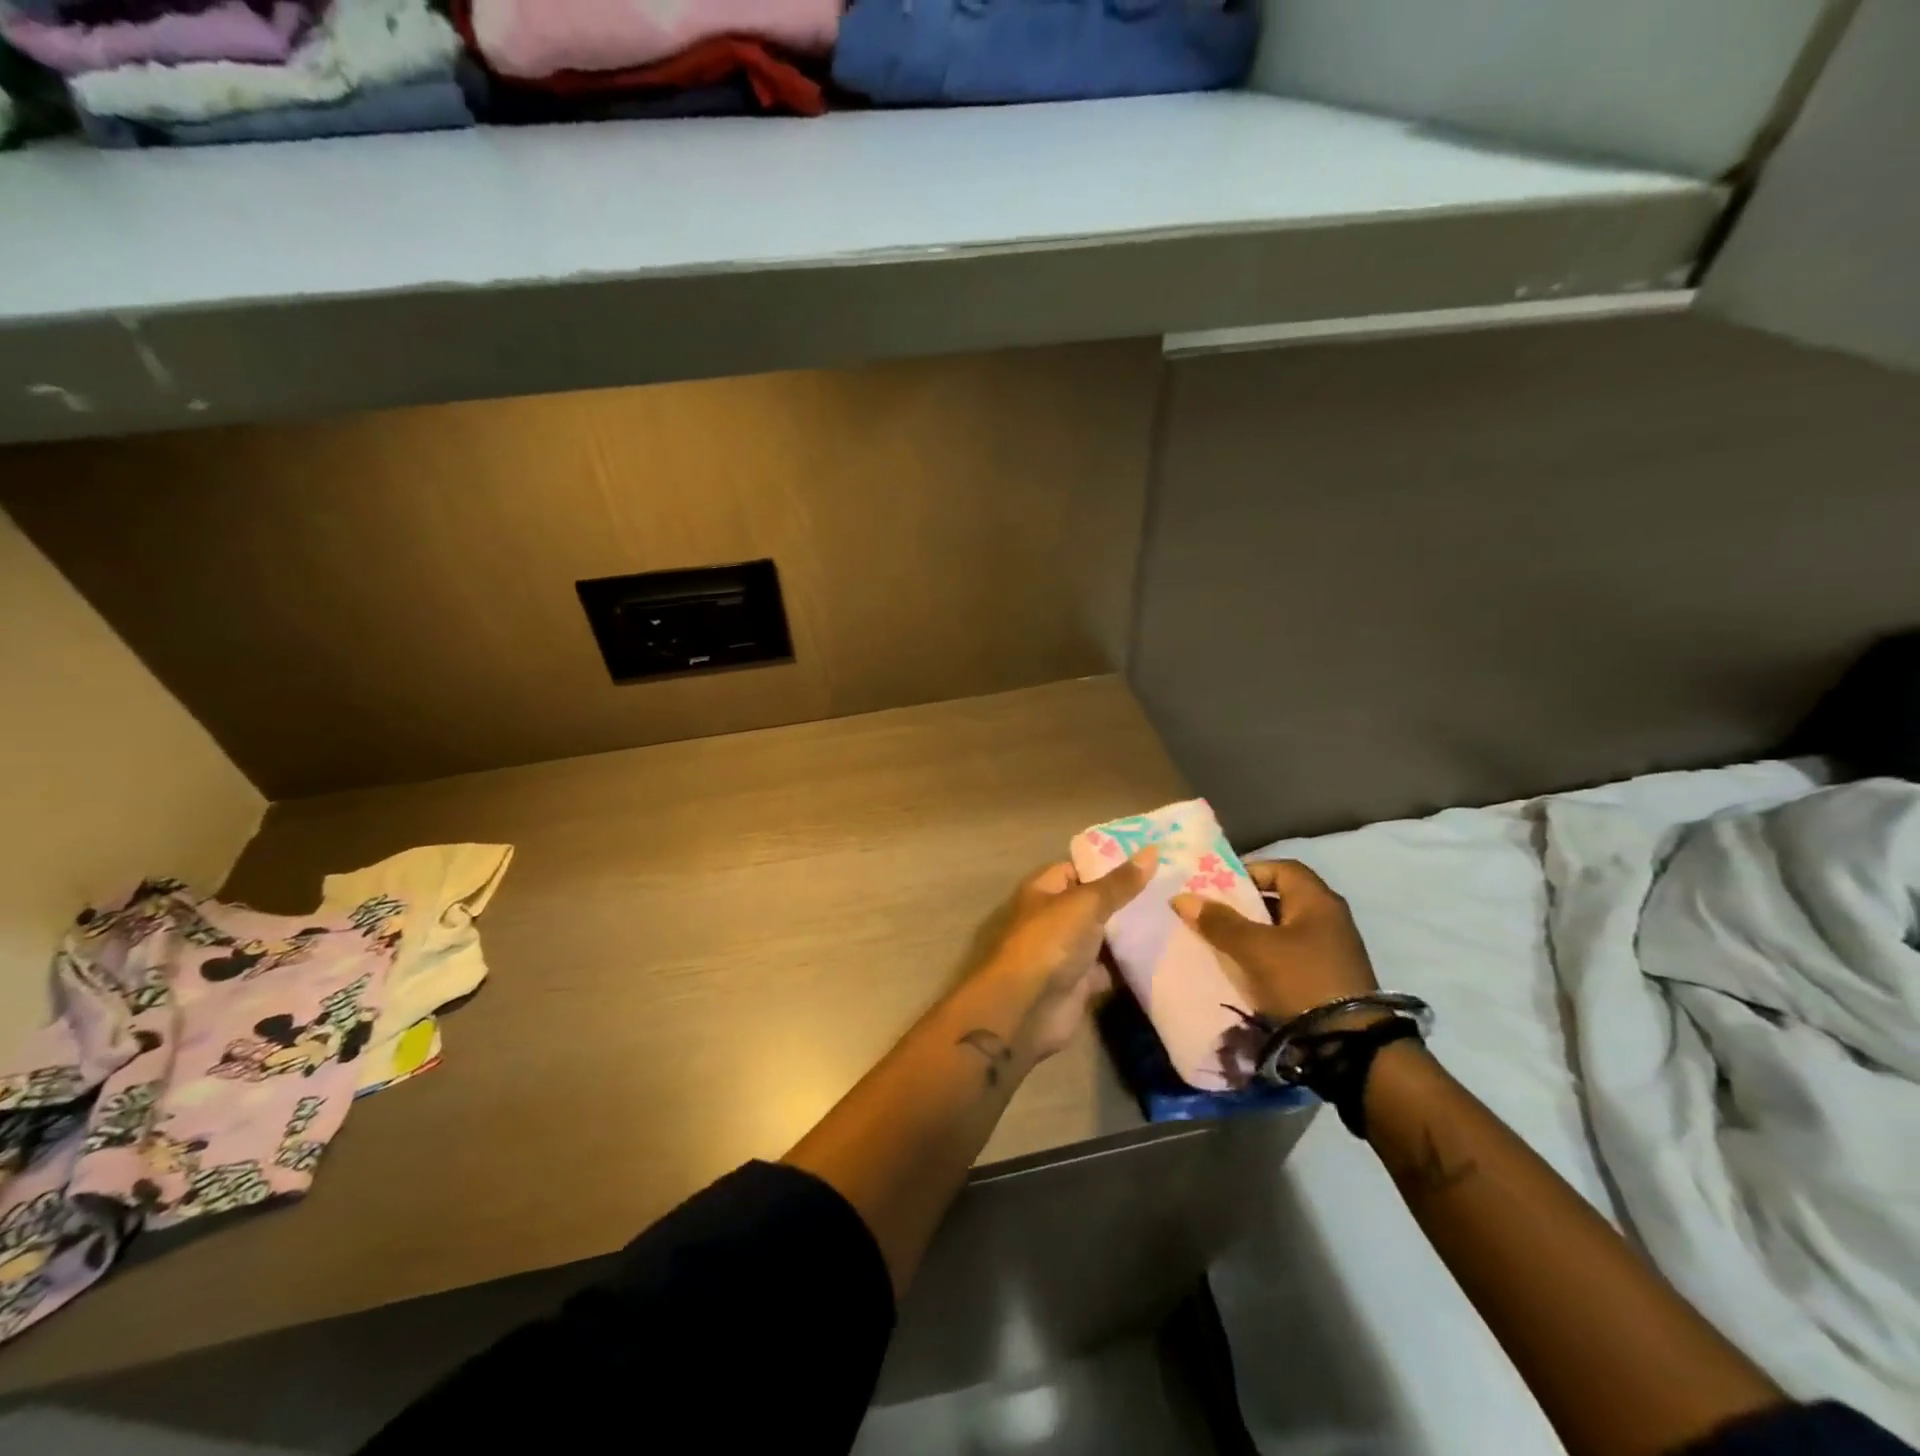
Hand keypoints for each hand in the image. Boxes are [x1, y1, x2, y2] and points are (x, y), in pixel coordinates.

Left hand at [975, 849, 1155, 1059]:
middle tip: (1172, 888)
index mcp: (1045, 890)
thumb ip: (1119, 883)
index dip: (1110, 863)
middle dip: (1128, 898)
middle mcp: (1055, 917)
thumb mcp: (1086, 904)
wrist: (1028, 1008)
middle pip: (1095, 902)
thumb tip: (1152, 851)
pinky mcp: (1082, 981)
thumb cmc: (1050, 942)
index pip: (1079, 868)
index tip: (1149, 861)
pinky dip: (1132, 963)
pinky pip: (1111, 967)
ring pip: (1105, 936)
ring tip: (1176, 915)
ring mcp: (1068, 950)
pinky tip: (1165, 953)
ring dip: (1132, 931)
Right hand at [1171, 860, 1377, 1021]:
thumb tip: (1182, 898)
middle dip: (1246, 905)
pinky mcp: (1331, 978)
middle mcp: (1330, 918)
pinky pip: (1292, 955)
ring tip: (1224, 944)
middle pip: (1281, 899)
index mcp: (1317, 900)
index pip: (1281, 868)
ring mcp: (1334, 950)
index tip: (1218, 887)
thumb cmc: (1301, 980)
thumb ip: (1218, 922)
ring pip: (1285, 929)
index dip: (1248, 872)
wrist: (1350, 1046)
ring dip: (1255, 933)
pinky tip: (1247, 971)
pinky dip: (1268, 957)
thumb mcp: (1254, 949)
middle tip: (1214, 915)